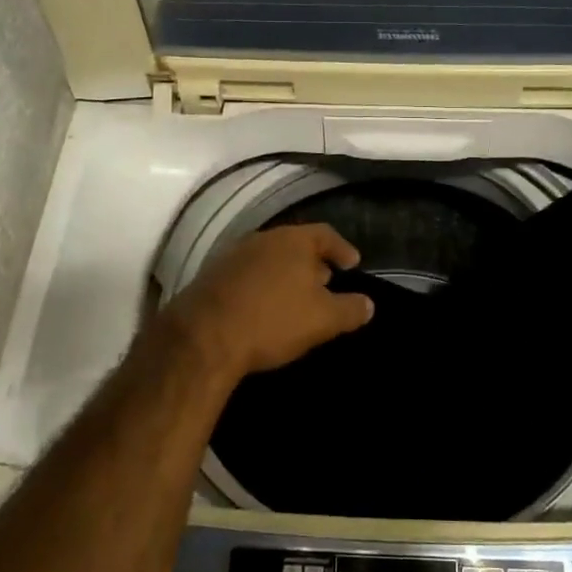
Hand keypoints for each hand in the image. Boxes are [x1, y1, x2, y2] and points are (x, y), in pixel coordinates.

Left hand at [163, 224, 375, 384]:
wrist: (203, 337)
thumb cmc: (273, 320)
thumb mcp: (324, 319)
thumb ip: (351, 309)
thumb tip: (368, 304)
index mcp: (293, 241)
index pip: (326, 235)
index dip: (342, 249)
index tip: (353, 264)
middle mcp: (262, 239)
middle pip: (295, 245)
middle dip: (313, 262)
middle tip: (327, 282)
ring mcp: (233, 256)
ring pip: (270, 260)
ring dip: (285, 275)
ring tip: (296, 297)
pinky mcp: (211, 277)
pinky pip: (248, 276)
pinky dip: (262, 287)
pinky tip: (264, 308)